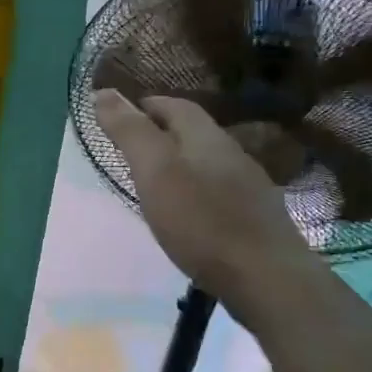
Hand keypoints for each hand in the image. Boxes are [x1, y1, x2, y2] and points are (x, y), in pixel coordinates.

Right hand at [94, 89, 320, 311]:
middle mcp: (232, 154)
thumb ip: (130, 132)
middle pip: (193, 132)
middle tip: (131, 149)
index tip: (119, 117)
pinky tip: (188, 213)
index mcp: (206, 137)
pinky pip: (219, 191)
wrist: (268, 279)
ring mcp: (249, 187)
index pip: (175, 105)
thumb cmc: (201, 220)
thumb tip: (103, 92)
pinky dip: (196, 191)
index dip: (146, 105)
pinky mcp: (256, 218)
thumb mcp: (155, 171)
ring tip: (154, 181)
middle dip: (162, 133)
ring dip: (180, 163)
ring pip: (207, 162)